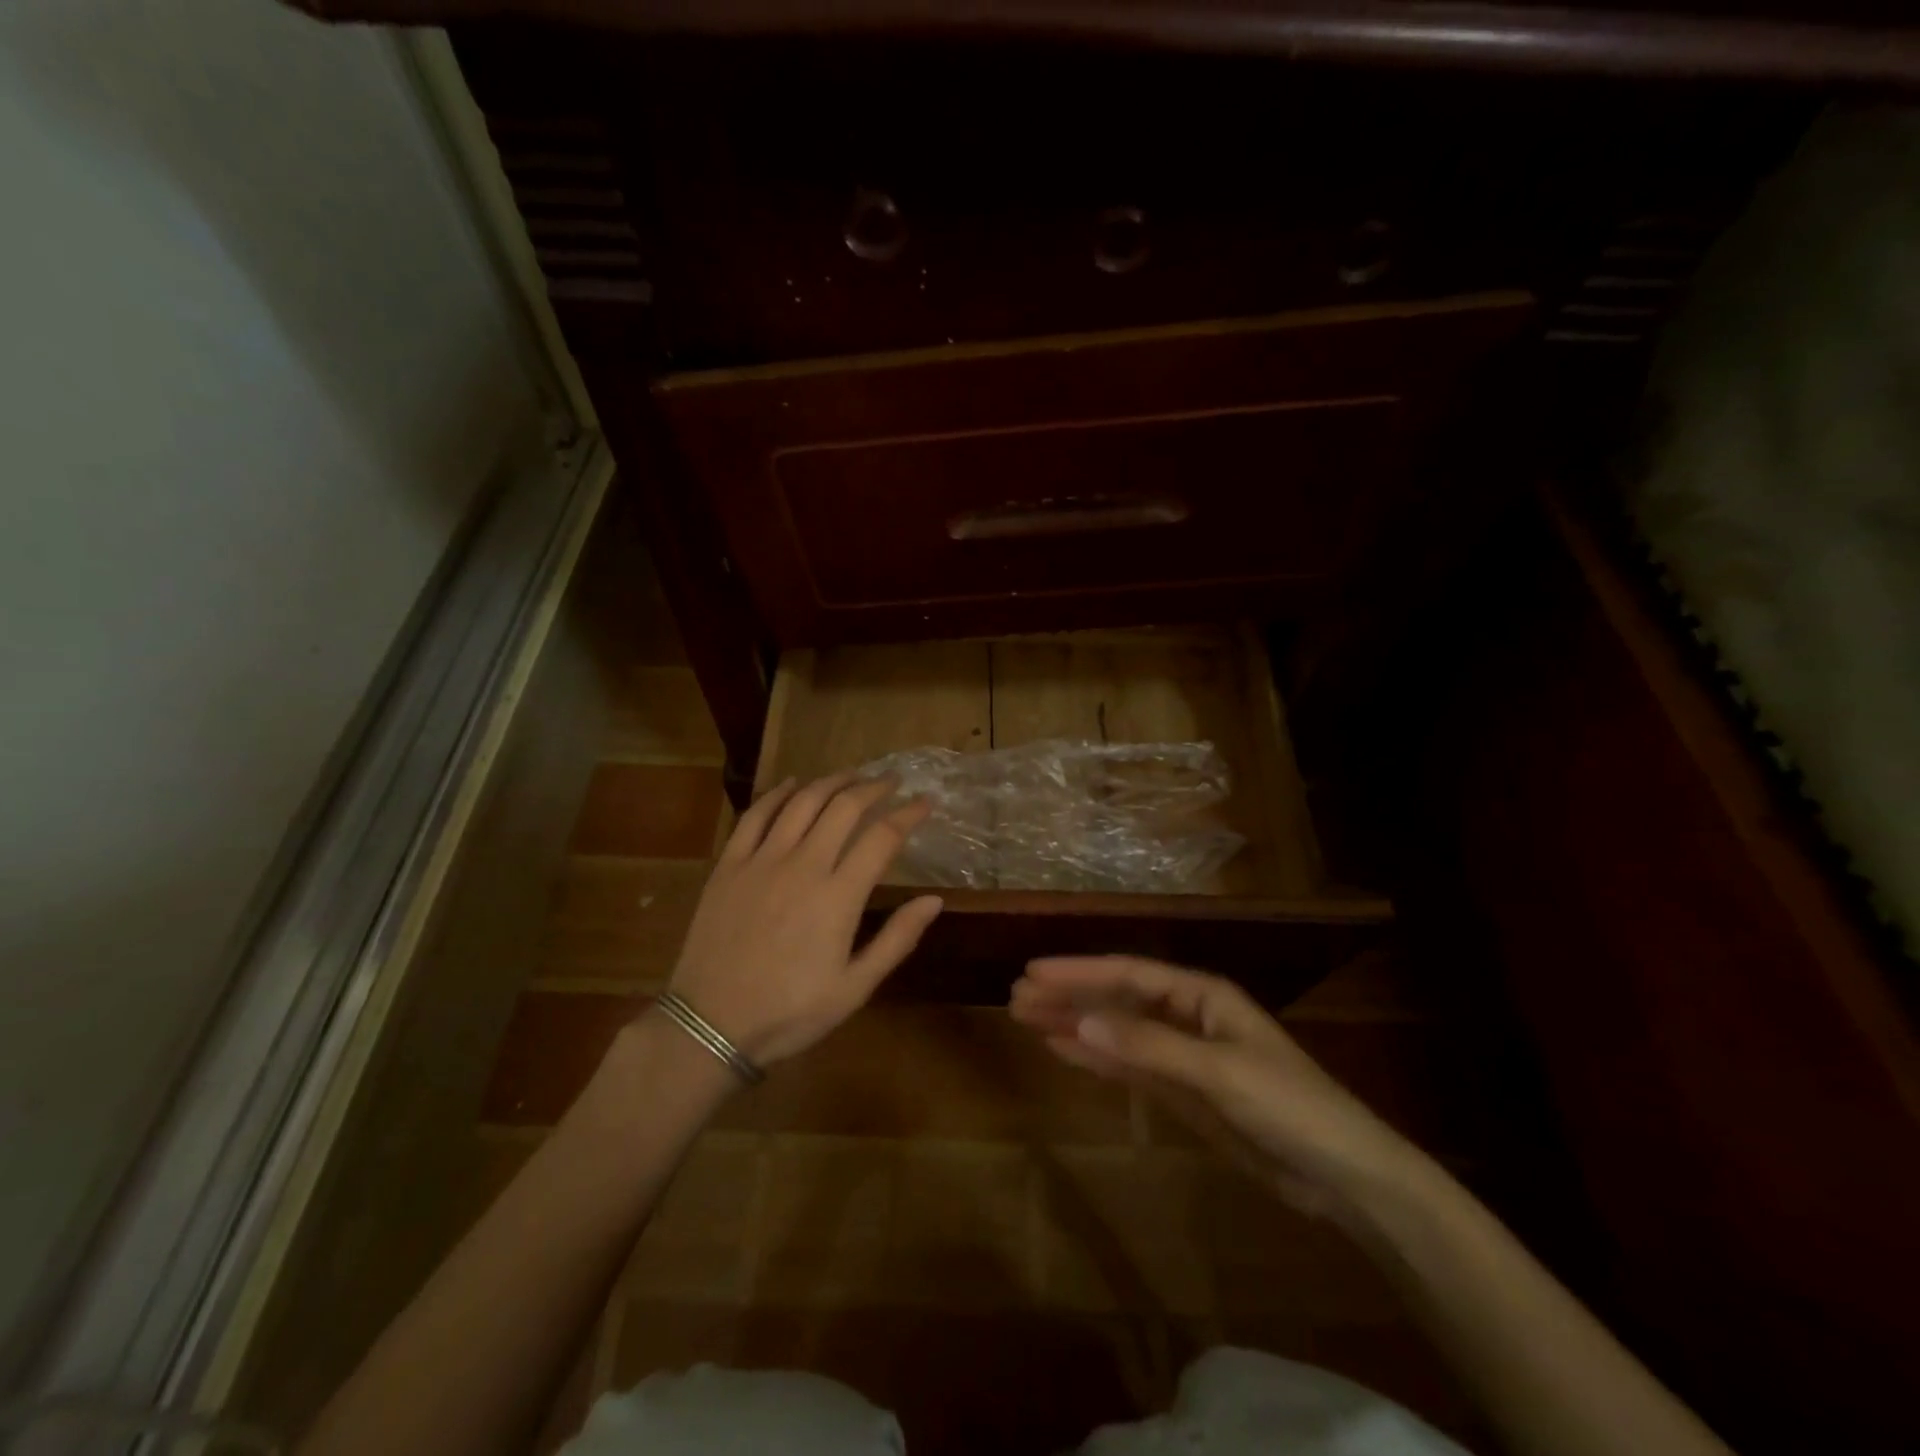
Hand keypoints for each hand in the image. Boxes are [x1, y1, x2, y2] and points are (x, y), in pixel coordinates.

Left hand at [663, 773, 942, 1065]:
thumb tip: (934, 900)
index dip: (908, 814)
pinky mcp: (729, 864)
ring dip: (832, 781)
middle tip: (891, 782)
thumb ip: (897, 939)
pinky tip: (793, 784)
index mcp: (838, 896)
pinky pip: (756, 815)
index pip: (882, 837)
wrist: (710, 1024)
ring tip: (852, 775)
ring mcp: (762, 860)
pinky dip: (778, 793)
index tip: (924, 803)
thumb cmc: (790, 1012)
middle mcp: (803, 865)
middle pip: (844, 807)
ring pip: (803, 802)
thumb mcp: (854, 988)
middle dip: (874, 788)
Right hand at [1009, 956, 1423, 1219]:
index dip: (1080, 972)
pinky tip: (1064, 1050)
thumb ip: (1149, 1046)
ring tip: (1027, 1019)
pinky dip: (1096, 1058)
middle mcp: (1187, 1017)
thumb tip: (1081, 1021)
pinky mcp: (1183, 1093)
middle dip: (1069, 996)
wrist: (1344, 1177)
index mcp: (1202, 996)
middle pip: (1116, 1000)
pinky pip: (1129, 1067)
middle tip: (1016, 997)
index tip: (1033, 971)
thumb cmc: (1289, 1107)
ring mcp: (1183, 1056)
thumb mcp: (1218, 1072)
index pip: (1128, 974)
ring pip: (1117, 1032)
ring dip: (1075, 1025)